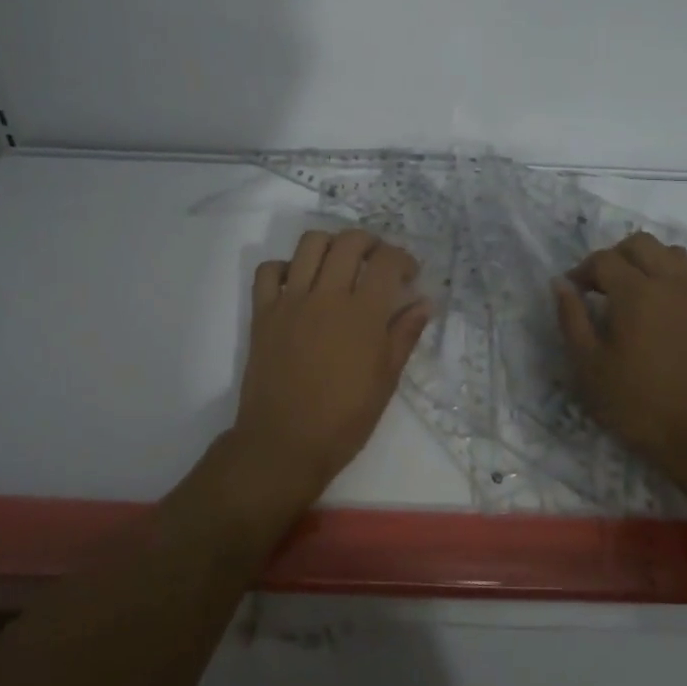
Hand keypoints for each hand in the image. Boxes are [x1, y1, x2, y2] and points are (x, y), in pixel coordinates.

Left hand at [230, 229, 431, 510]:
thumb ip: (404, 335)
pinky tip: (297, 282)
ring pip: (309, 244)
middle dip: (369, 242)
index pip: (387, 261)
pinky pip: (268, 271)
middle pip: (348, 242)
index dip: (403, 258)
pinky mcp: (263, 312)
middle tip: (377, 260)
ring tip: (339, 262)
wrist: (284, 443)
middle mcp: (326, 296)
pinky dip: (284, 267)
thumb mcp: (385, 381)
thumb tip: (423, 303)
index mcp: (362, 314)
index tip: (408, 273)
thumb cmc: (343, 420)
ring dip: (329, 244)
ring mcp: (290, 301)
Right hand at [553, 234, 686, 488]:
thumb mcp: (589, 367)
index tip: (575, 292)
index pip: (603, 260)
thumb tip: (561, 283)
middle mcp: (672, 283)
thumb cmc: (640, 406)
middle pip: (642, 244)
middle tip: (605, 286)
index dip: (583, 271)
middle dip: (617, 257)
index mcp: (635, 293)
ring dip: (655, 262)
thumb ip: (572, 319)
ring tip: (643, 289)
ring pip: (678, 254)